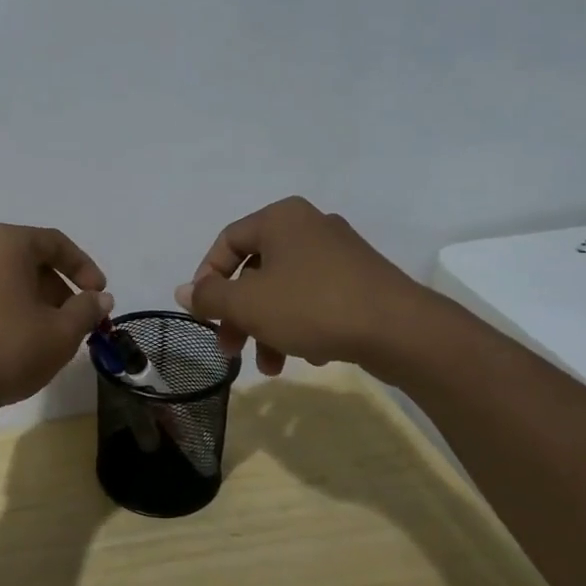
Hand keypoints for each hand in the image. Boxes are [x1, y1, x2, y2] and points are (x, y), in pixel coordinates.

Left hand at [0, 224, 112, 418]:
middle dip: (58, 288)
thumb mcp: (60, 333)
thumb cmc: (6, 349)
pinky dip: (6, 308)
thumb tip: (99, 298)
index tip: (99, 295)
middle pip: (28, 260)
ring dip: (33, 300)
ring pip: (5, 278)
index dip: (84, 268)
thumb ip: (86, 310)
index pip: (55, 243)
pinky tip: (16, 341)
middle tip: (76, 321)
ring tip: (48, 335)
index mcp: (4, 242)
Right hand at [174, 196, 445, 379]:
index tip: (203, 314)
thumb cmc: (313, 306)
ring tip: (270, 367)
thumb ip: (210, 297)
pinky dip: (300, 326)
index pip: (227, 242)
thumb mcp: (248, 304)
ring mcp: (339, 252)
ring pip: (284, 290)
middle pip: (255, 270)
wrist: (401, 330)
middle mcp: (309, 226)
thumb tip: (183, 291)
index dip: (207, 279)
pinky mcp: (361, 280)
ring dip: (268, 328)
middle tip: (230, 349)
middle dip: (239, 314)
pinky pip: (315, 299)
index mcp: (280, 218)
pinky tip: (306, 356)